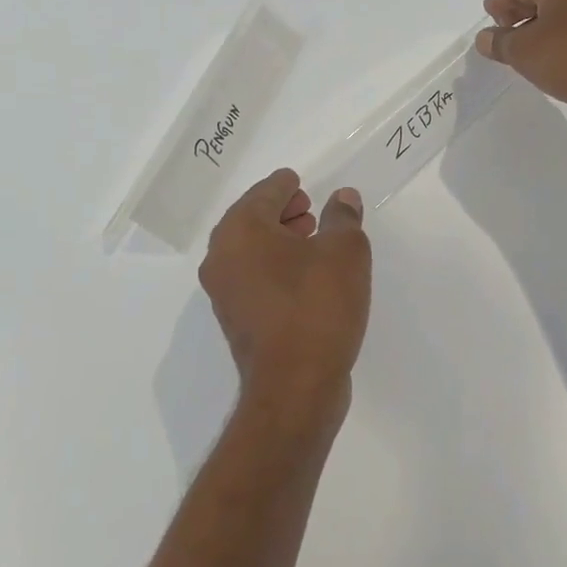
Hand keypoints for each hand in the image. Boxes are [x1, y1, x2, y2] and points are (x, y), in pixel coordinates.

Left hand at [198, 169, 371, 414]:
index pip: (263, 193)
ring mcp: (225, 294)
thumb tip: (343, 198)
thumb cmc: (317, 306)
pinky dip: (276, 266)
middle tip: (310, 207)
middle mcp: (222, 258)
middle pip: (251, 221)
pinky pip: (255, 278)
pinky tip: (307, 274)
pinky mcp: (238, 321)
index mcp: (240, 232)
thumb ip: (344, 218)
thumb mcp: (345, 252)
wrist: (295, 386)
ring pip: (251, 251)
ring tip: (314, 238)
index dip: (284, 184)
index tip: (298, 180)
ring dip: (279, 240)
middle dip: (281, 211)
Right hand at [475, 0, 566, 127]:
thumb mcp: (525, 53)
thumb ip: (500, 43)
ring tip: (528, 51)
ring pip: (563, 6)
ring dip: (543, 24)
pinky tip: (557, 55)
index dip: (497, 5)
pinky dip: (564, 32)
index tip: (490, 27)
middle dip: (520, 13)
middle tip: (506, 39)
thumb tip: (485, 38)